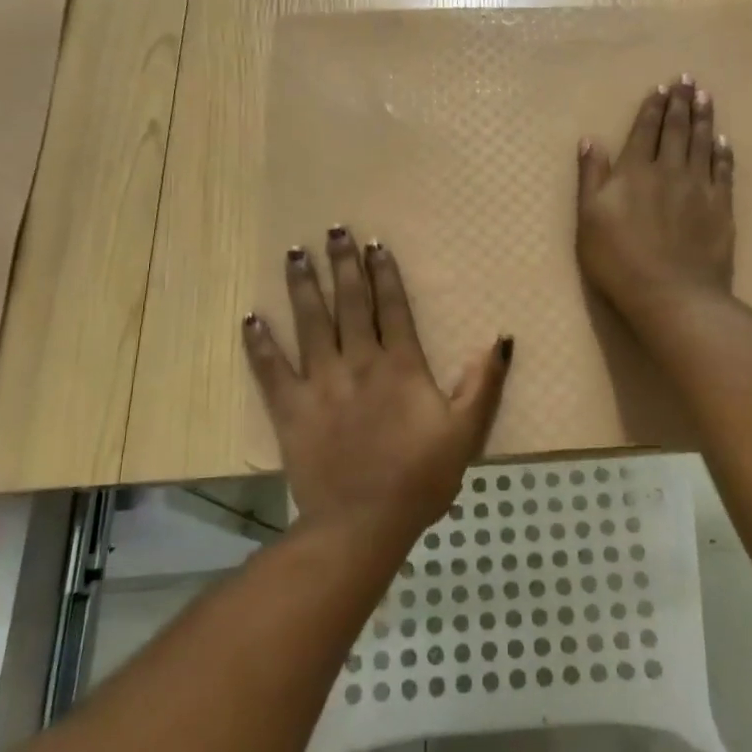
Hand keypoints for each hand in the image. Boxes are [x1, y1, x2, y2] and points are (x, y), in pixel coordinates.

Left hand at [243, 228, 512, 540]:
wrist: (364, 522)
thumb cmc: (420, 477)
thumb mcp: (466, 432)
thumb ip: (484, 384)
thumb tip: (501, 339)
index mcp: (400, 366)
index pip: (392, 308)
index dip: (384, 274)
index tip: (374, 244)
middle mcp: (359, 363)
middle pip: (350, 304)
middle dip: (343, 265)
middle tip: (333, 229)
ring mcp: (321, 384)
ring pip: (310, 324)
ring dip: (303, 286)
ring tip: (294, 253)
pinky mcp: (291, 409)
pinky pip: (271, 370)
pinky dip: (259, 343)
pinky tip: (250, 318)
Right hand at [577, 75, 735, 324]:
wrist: (671, 294)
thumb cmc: (619, 261)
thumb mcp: (589, 220)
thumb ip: (591, 178)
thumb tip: (590, 141)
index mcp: (634, 171)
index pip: (645, 130)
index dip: (653, 107)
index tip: (661, 87)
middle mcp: (669, 170)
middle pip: (677, 130)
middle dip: (681, 103)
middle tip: (688, 80)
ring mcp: (699, 187)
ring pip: (702, 143)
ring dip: (703, 118)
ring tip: (705, 96)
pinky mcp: (721, 207)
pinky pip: (724, 170)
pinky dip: (723, 152)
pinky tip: (723, 140)